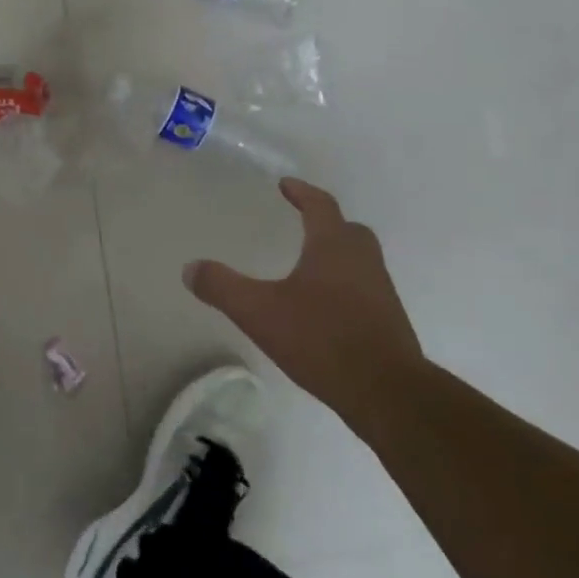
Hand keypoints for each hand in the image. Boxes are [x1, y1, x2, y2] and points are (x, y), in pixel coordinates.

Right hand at [183, 178, 424, 426]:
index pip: (320, 206)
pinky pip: (365, 289)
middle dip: (326, 222)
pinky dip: (345, 286)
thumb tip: (190, 268)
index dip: (302, 192)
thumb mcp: (259, 312)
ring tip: (310, 266)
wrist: (387, 392)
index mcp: (334, 247)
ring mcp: (381, 292)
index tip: (286, 184)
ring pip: (360, 260)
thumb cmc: (322, 339)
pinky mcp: (388, 322)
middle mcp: (362, 261)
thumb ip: (222, 287)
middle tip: (304, 223)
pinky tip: (325, 308)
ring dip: (338, 255)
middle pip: (348, 230)